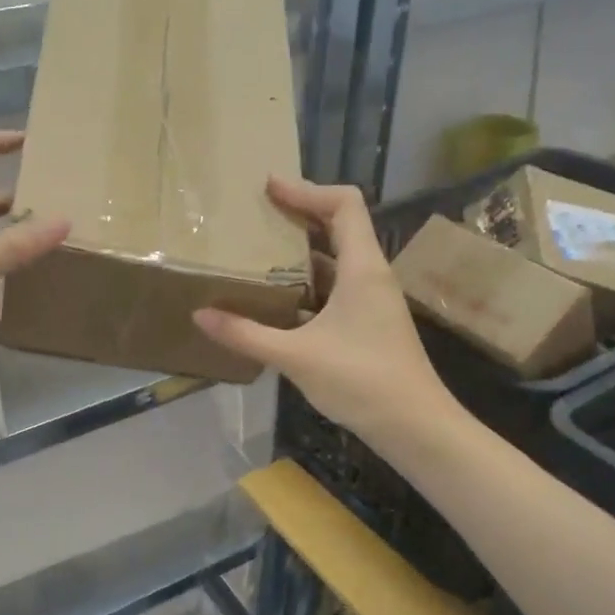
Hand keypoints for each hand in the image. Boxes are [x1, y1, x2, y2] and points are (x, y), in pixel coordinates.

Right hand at [192, 176, 454, 445]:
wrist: (414, 426)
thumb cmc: (361, 381)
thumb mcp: (296, 356)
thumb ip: (246, 334)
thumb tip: (200, 315)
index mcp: (362, 268)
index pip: (343, 204)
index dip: (306, 189)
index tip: (268, 188)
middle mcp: (371, 275)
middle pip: (340, 224)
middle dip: (300, 213)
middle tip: (258, 213)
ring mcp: (372, 300)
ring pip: (337, 257)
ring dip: (302, 249)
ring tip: (261, 250)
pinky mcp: (368, 322)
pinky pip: (336, 285)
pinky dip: (308, 280)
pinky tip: (279, 297)